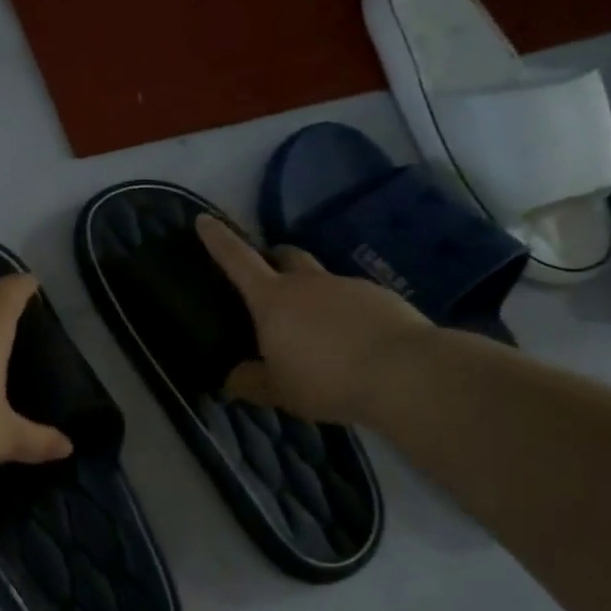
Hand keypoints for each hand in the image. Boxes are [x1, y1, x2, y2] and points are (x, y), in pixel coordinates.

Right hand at [196, 215, 438, 425]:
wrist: (406, 374)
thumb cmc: (325, 379)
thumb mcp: (277, 390)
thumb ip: (250, 382)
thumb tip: (233, 379)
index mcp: (272, 299)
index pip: (238, 260)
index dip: (219, 240)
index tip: (205, 219)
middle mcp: (308, 283)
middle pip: (286, 255)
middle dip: (274, 258)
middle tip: (269, 278)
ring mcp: (348, 285)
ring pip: (322, 280)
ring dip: (313, 295)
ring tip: (317, 332)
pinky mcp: (383, 298)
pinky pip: (354, 299)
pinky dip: (345, 314)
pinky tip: (353, 344)